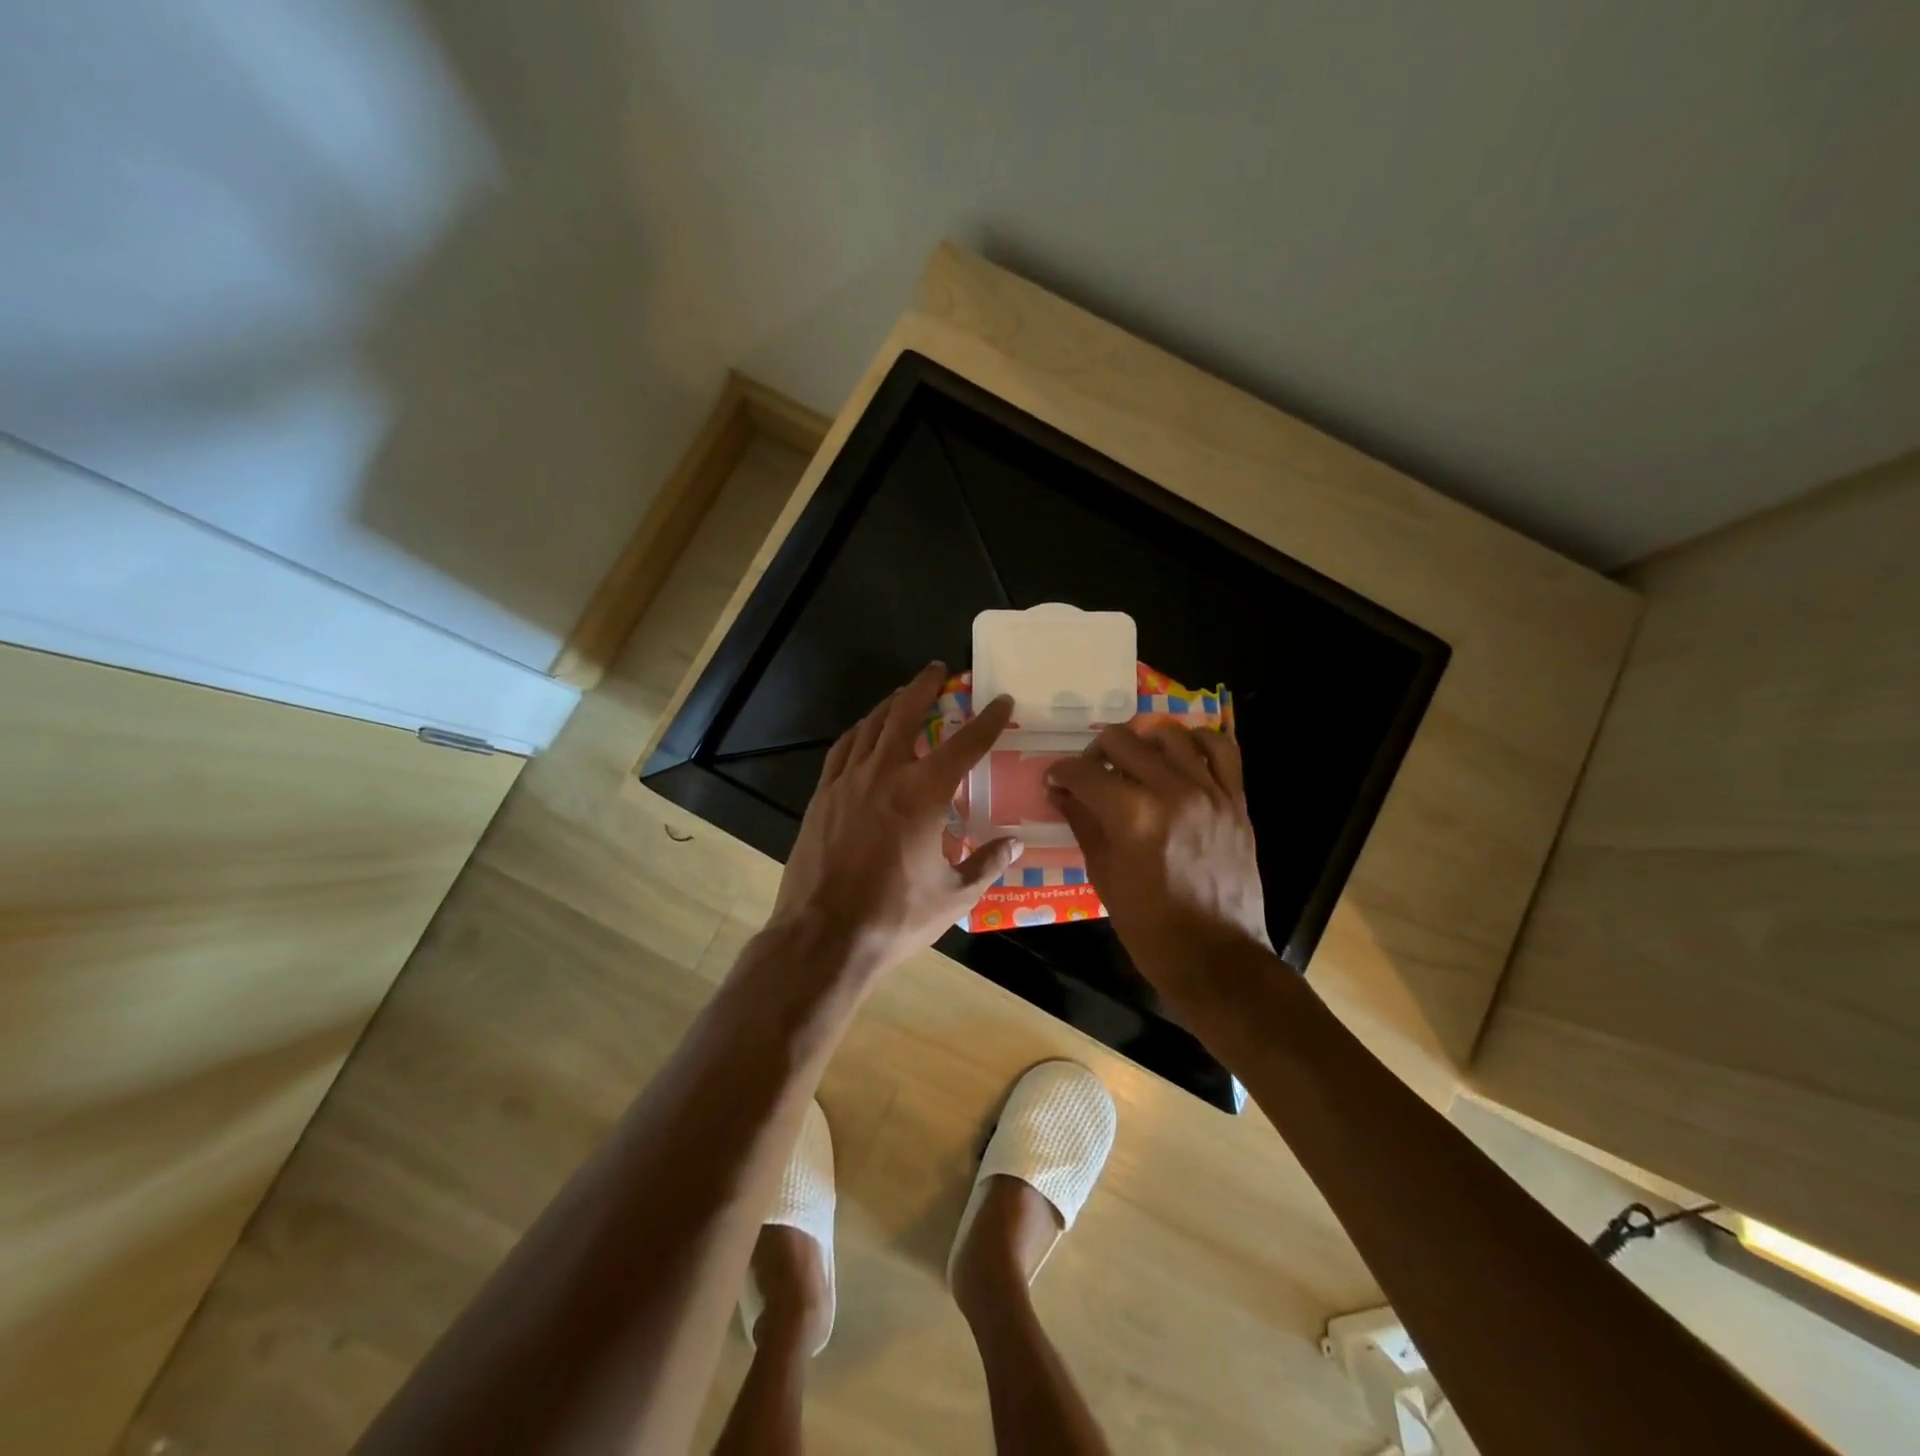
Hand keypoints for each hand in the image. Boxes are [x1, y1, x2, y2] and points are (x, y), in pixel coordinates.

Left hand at [772, 663, 1018, 976]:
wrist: (823, 936)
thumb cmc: (895, 917)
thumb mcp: (954, 896)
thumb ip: (987, 863)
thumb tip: (1015, 843)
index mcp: (923, 793)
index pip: (965, 744)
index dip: (987, 720)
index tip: (1001, 700)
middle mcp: (884, 774)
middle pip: (905, 714)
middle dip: (924, 686)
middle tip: (938, 669)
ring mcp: (847, 782)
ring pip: (870, 726)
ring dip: (890, 705)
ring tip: (903, 694)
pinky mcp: (822, 797)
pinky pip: (842, 750)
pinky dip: (859, 733)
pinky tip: (863, 734)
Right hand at [1044, 722, 1270, 1003]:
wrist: (1216, 958)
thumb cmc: (1150, 929)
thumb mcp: (1104, 876)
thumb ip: (1083, 824)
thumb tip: (1061, 793)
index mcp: (1133, 816)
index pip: (1085, 772)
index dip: (1061, 773)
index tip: (1055, 781)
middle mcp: (1172, 792)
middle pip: (1122, 741)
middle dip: (1094, 753)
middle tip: (1090, 775)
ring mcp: (1210, 793)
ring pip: (1170, 733)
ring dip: (1142, 741)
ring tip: (1134, 761)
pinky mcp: (1235, 801)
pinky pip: (1221, 750)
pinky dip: (1196, 742)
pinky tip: (1179, 755)